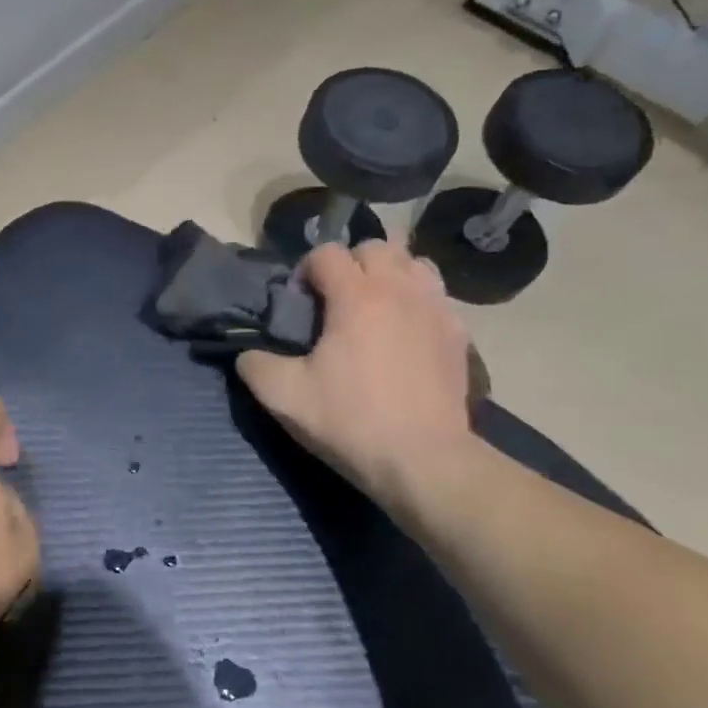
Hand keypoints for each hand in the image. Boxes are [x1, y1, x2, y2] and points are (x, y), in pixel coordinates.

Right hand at [237, 240, 474, 506]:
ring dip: (390, 275)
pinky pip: (437, 296)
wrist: (423, 460)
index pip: (327, 253)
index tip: (299, 303)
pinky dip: (418, 301)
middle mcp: (400, 289)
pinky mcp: (459, 333)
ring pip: (414, 264)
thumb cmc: (350, 421)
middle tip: (336, 301)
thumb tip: (248, 353)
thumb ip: (255, 365)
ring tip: (376, 308)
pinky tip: (407, 332)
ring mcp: (436, 308)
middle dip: (350, 264)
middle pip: (375, 247)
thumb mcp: (284, 397)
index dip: (305, 271)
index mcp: (357, 296)